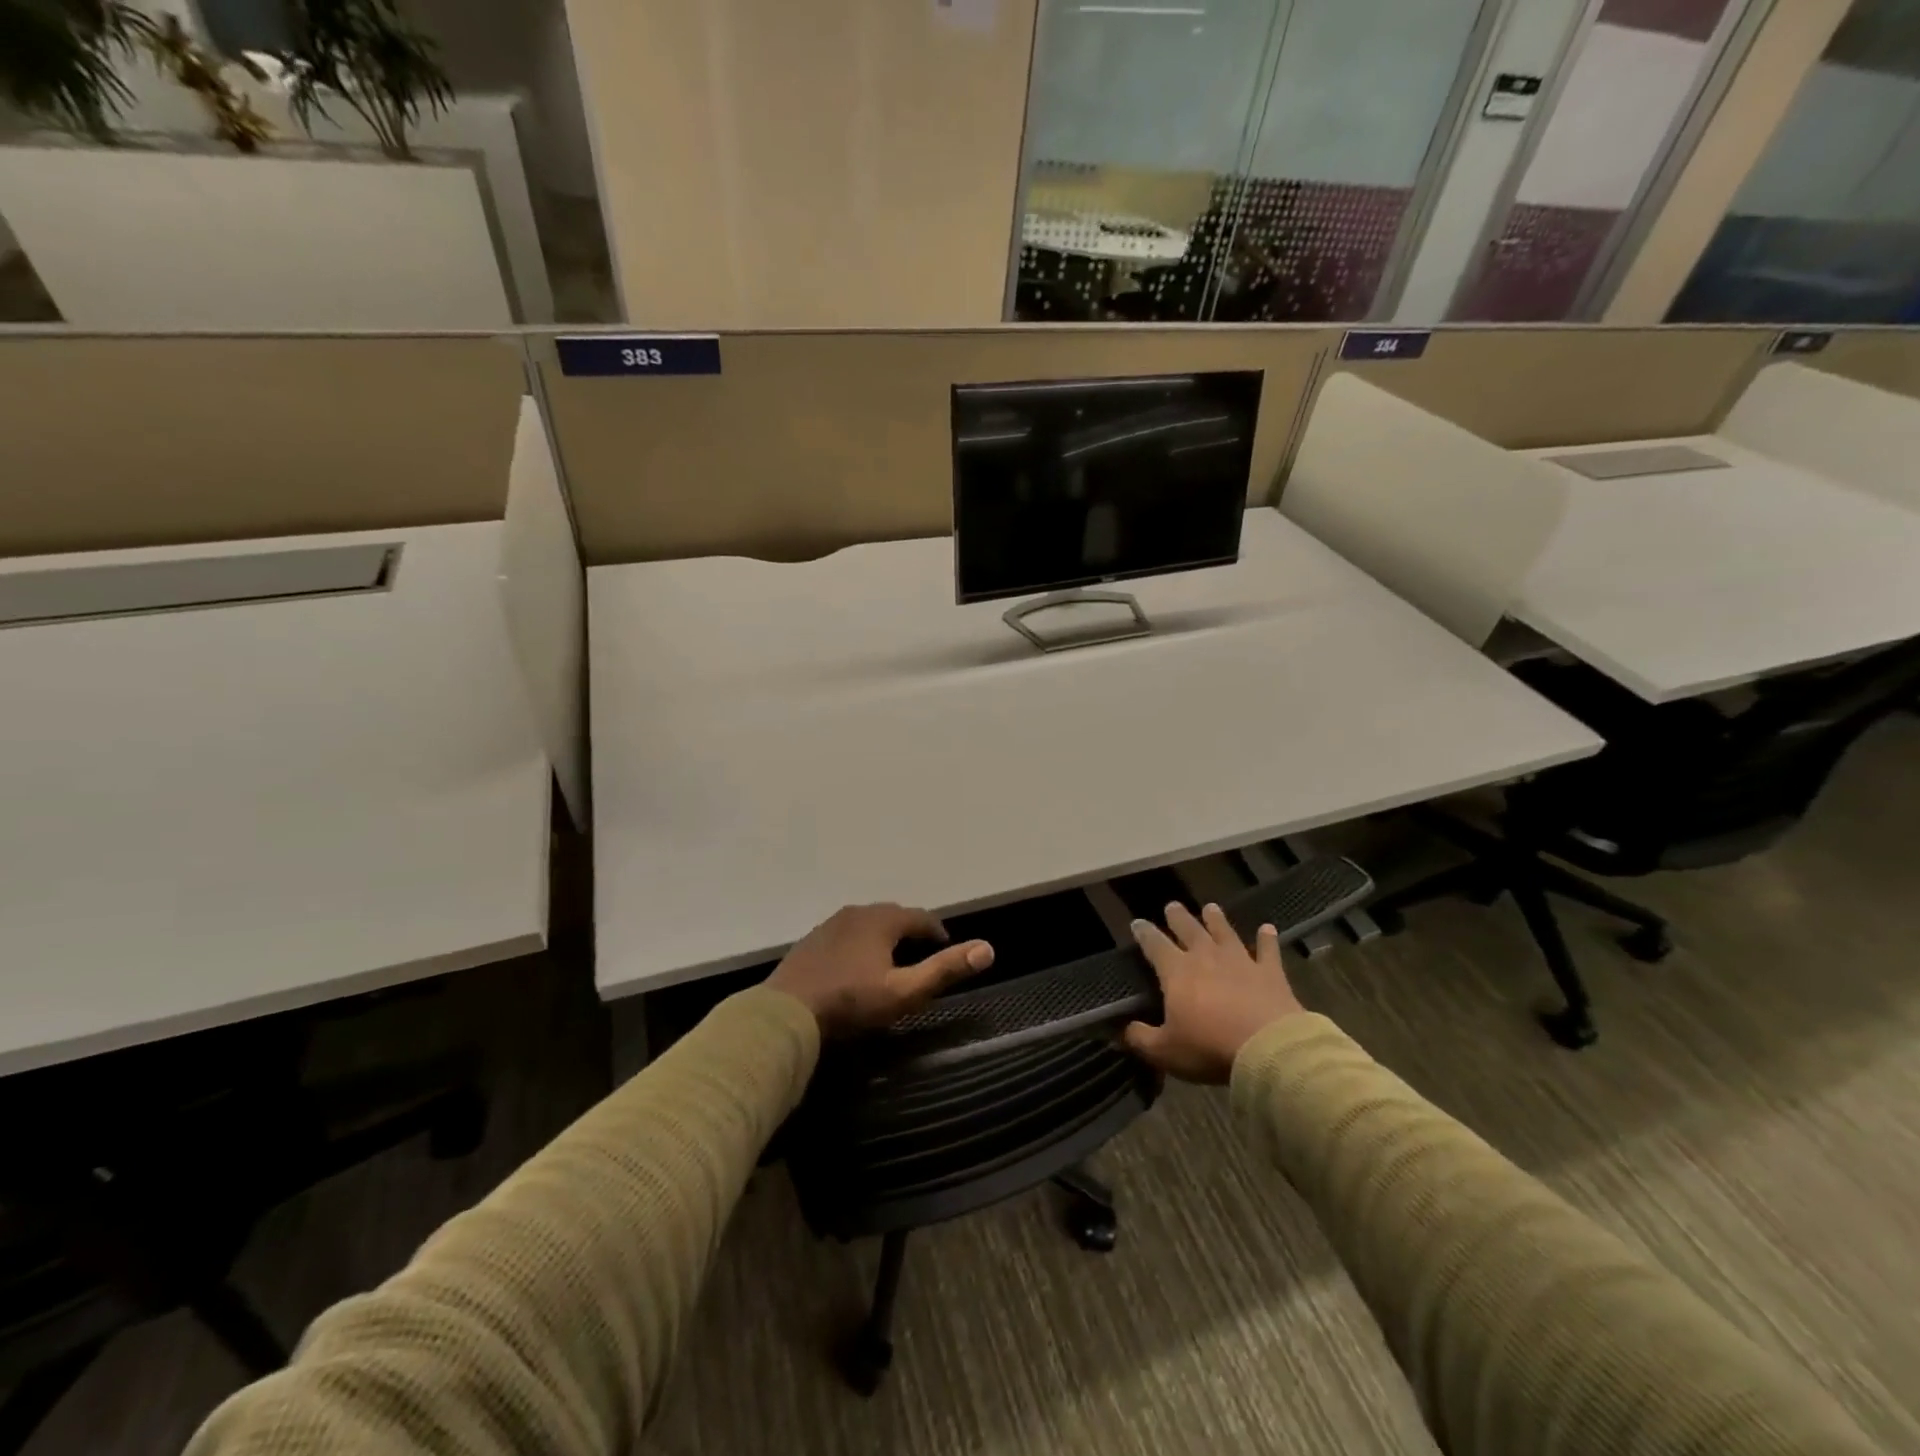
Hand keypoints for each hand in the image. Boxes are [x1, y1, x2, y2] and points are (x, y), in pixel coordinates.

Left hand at [767, 903, 993, 1035]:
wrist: (785, 1014)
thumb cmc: (851, 1003)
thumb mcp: (905, 991)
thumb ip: (945, 969)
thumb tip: (988, 948)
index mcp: (882, 920)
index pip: (920, 917)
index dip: (937, 932)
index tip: (947, 946)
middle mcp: (856, 913)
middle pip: (892, 916)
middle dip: (910, 931)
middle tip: (922, 954)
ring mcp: (829, 925)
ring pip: (866, 924)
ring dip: (883, 936)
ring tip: (891, 960)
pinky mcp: (810, 942)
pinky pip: (845, 935)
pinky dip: (859, 944)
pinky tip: (855, 967)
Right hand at [1123, 902, 1302, 1083]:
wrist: (1267, 1048)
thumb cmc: (1209, 1047)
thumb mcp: (1165, 1051)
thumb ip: (1142, 1038)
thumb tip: (1124, 1031)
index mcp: (1176, 971)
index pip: (1155, 945)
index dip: (1144, 933)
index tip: (1137, 923)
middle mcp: (1206, 957)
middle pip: (1189, 930)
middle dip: (1178, 917)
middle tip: (1172, 905)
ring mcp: (1240, 961)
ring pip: (1225, 933)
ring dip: (1216, 920)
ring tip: (1210, 907)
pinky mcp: (1270, 973)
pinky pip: (1268, 951)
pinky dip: (1267, 939)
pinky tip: (1268, 928)